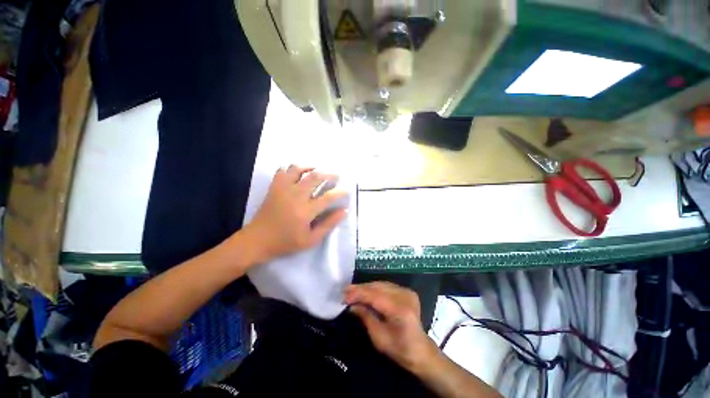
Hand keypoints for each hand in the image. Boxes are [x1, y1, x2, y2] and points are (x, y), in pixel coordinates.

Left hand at [245, 165, 347, 263]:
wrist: (257, 240)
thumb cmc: (286, 242)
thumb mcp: (311, 240)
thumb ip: (329, 224)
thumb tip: (344, 211)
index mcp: (306, 211)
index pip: (328, 197)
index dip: (340, 192)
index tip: (346, 190)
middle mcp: (295, 195)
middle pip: (315, 177)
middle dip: (329, 174)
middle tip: (336, 175)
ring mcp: (283, 189)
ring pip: (298, 169)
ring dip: (310, 167)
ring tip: (317, 170)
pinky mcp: (274, 187)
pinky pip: (282, 170)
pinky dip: (292, 168)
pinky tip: (298, 173)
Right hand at [344, 282, 440, 372]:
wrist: (420, 350)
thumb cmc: (399, 349)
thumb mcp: (379, 338)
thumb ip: (366, 317)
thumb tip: (352, 305)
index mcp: (400, 310)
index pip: (375, 296)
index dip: (358, 294)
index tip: (344, 295)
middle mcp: (405, 296)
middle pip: (378, 287)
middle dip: (360, 289)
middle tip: (345, 292)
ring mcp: (407, 292)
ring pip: (381, 284)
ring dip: (366, 287)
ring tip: (352, 291)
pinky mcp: (407, 291)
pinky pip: (386, 286)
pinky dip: (374, 288)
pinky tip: (365, 291)